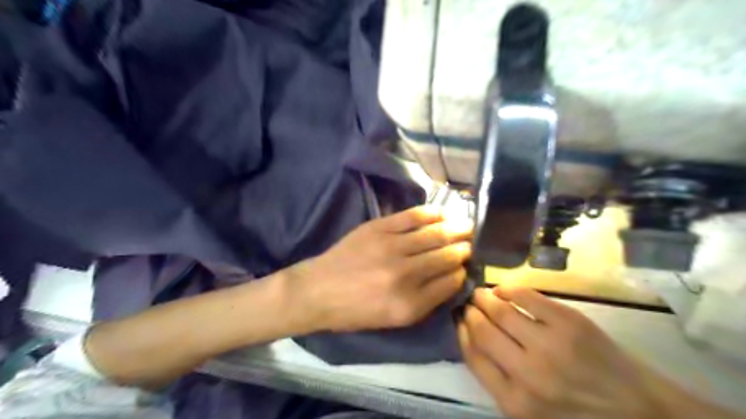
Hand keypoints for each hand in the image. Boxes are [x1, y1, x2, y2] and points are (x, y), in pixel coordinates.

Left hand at [286, 204, 470, 331]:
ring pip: (435, 234)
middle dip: (465, 248)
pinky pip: (413, 217)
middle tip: (474, 242)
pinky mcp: (379, 228)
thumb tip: (452, 277)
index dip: (463, 271)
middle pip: (447, 256)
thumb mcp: (393, 321)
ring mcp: (391, 247)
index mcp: (410, 305)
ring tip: (468, 226)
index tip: (468, 265)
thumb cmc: (354, 311)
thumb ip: (426, 301)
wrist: (317, 291)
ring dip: (456, 228)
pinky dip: (432, 213)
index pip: (451, 282)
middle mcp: (405, 275)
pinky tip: (444, 213)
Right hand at [458, 287, 673, 418]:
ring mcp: (550, 345)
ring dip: (484, 298)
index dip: (461, 333)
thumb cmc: (576, 411)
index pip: (473, 356)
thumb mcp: (529, 411)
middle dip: (470, 313)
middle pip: (483, 331)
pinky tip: (503, 290)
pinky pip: (525, 296)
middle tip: (468, 304)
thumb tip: (469, 335)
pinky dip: (509, 289)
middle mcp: (528, 374)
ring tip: (480, 294)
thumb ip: (497, 379)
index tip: (459, 320)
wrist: (637, 409)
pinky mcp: (569, 322)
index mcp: (515, 403)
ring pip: (500, 311)